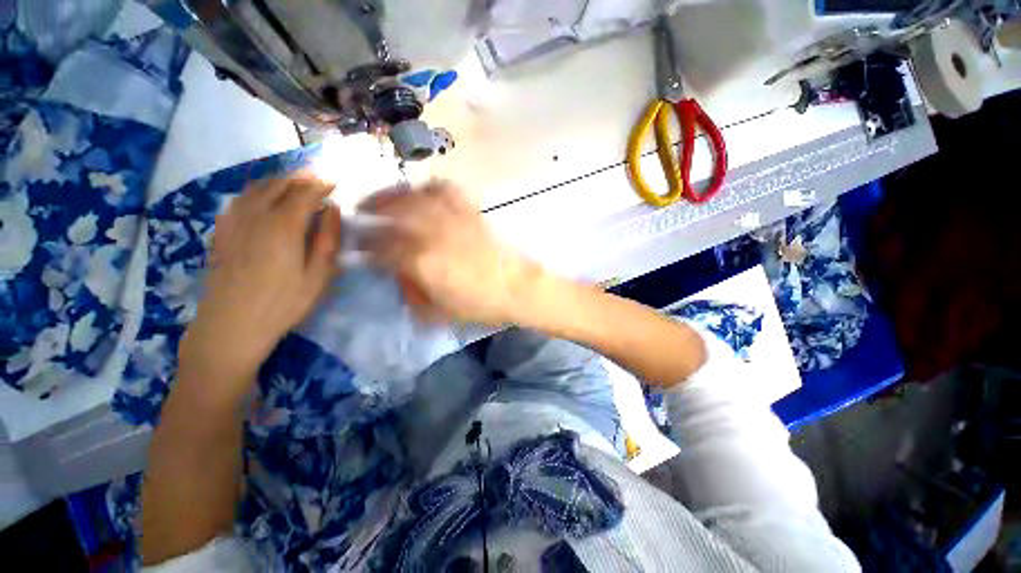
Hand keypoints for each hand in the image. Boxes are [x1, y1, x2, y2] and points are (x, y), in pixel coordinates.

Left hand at [179, 173, 341, 399]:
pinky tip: (261, 197)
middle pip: (278, 185)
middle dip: (299, 177)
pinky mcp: (221, 232)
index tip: (333, 183)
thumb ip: (327, 239)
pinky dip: (255, 191)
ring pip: (256, 188)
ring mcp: (234, 222)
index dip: (320, 185)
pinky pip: (238, 200)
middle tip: (316, 178)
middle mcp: (256, 216)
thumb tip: (332, 210)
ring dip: (277, 180)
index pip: (304, 193)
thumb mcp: (318, 275)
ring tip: (293, 182)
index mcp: (283, 226)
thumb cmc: (283, 303)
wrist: (231, 326)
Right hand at [362, 182, 540, 326]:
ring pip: (415, 196)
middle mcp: (433, 234)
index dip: (365, 247)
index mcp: (422, 261)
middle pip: (393, 215)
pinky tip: (422, 191)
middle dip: (370, 212)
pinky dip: (430, 187)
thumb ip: (412, 293)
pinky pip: (447, 191)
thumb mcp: (439, 310)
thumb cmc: (479, 304)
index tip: (357, 247)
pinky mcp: (470, 212)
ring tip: (381, 197)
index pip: (382, 247)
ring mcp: (453, 219)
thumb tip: (398, 275)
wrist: (516, 288)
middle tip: (358, 213)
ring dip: (392, 194)